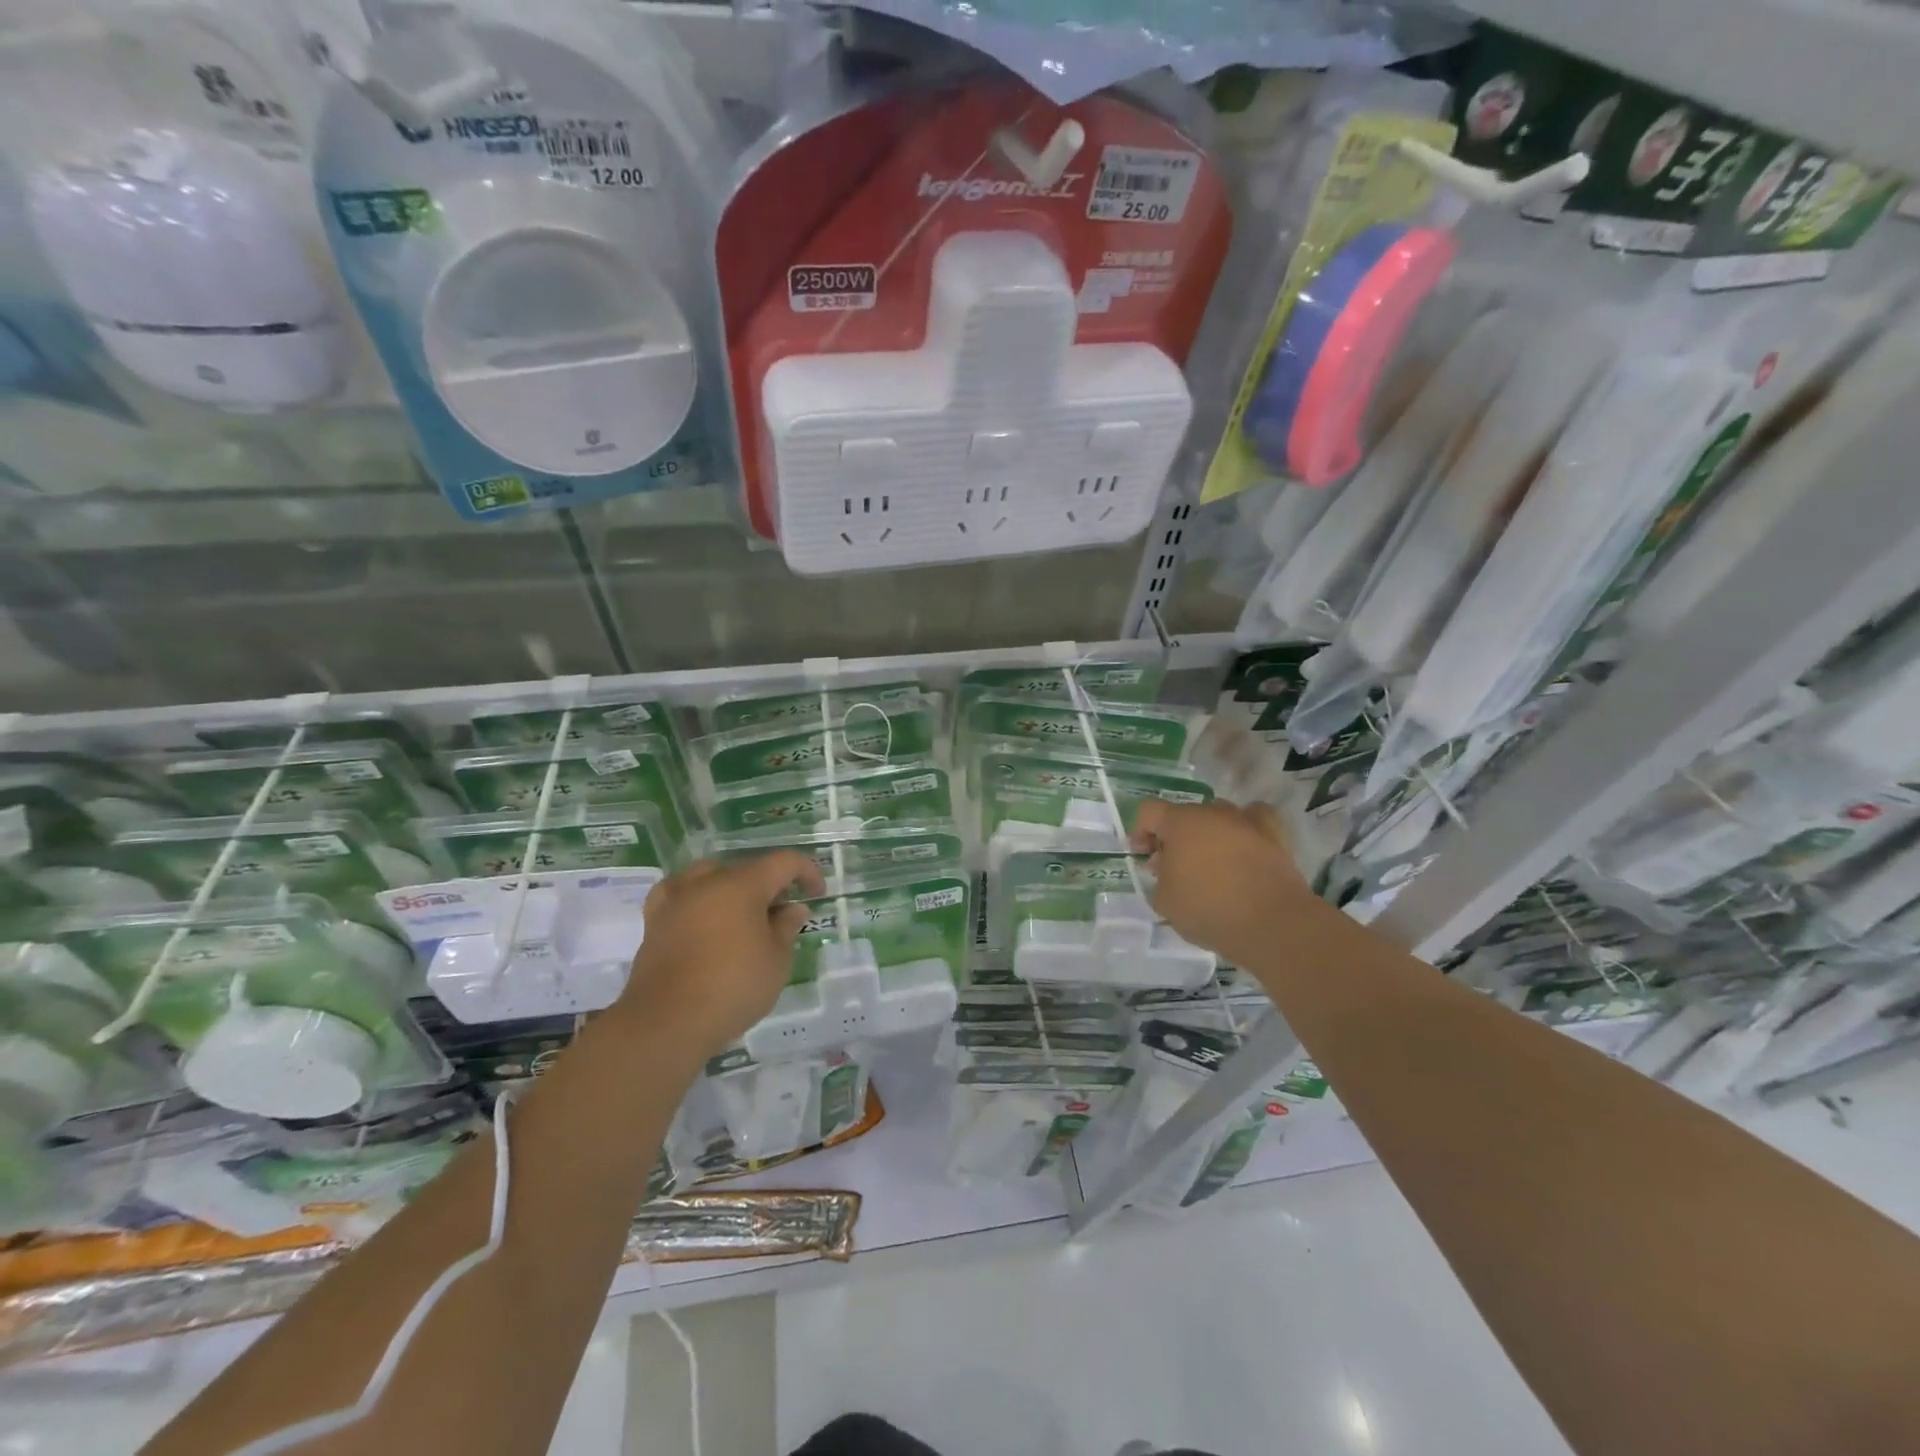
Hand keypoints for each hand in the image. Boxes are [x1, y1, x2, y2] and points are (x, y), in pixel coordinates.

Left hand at [617, 852, 827, 1056]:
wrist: (666, 1022)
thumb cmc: (732, 987)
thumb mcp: (776, 961)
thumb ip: (786, 928)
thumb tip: (792, 909)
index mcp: (742, 884)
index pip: (783, 862)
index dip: (807, 872)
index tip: (817, 894)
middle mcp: (707, 881)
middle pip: (747, 869)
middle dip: (771, 885)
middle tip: (783, 914)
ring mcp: (676, 898)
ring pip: (712, 877)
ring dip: (734, 889)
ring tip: (744, 915)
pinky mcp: (655, 921)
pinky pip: (681, 895)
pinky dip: (698, 898)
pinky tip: (702, 914)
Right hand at [1131, 799, 1321, 967]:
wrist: (1272, 924)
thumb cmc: (1208, 909)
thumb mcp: (1164, 901)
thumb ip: (1159, 878)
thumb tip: (1166, 866)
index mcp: (1180, 823)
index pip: (1149, 811)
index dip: (1140, 831)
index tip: (1142, 856)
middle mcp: (1212, 813)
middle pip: (1185, 815)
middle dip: (1175, 837)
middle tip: (1174, 868)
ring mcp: (1246, 822)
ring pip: (1219, 817)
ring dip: (1209, 834)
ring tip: (1211, 863)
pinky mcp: (1275, 836)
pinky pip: (1255, 821)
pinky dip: (1246, 831)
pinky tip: (1244, 848)